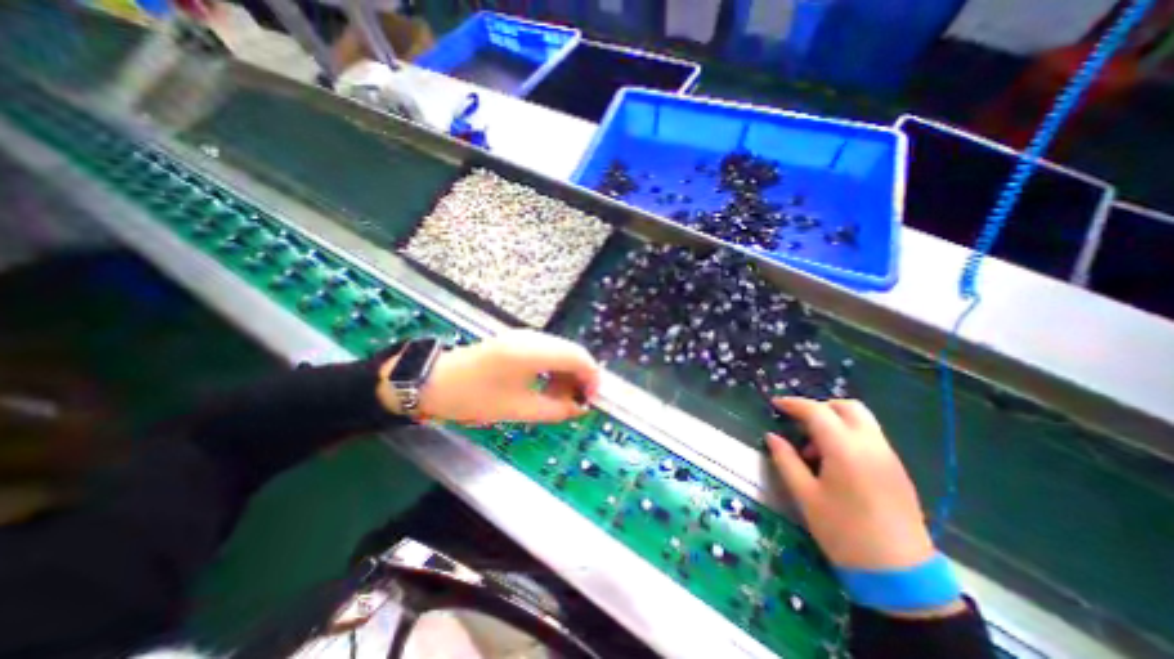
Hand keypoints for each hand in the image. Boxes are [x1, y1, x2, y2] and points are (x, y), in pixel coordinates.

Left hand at [381, 329, 600, 425]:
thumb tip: (580, 409)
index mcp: (533, 351)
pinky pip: (547, 352)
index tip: (590, 401)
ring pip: (561, 351)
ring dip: (568, 374)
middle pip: (572, 352)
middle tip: (576, 403)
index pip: (578, 357)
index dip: (592, 379)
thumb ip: (556, 409)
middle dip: (581, 377)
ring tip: (561, 398)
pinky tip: (547, 385)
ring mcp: (525, 336)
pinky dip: (554, 369)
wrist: (434, 381)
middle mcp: (533, 337)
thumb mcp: (517, 409)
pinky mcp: (518, 341)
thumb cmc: (474, 397)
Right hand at [763, 395, 935, 570]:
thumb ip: (786, 460)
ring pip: (862, 420)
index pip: (817, 411)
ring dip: (835, 421)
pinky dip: (849, 434)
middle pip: (847, 406)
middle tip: (798, 421)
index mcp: (845, 449)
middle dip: (819, 407)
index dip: (793, 404)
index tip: (775, 403)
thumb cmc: (843, 532)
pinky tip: (835, 461)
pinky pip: (870, 437)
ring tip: (814, 448)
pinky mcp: (897, 469)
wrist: (900, 576)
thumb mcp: (805, 495)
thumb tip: (772, 436)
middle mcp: (871, 445)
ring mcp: (888, 456)